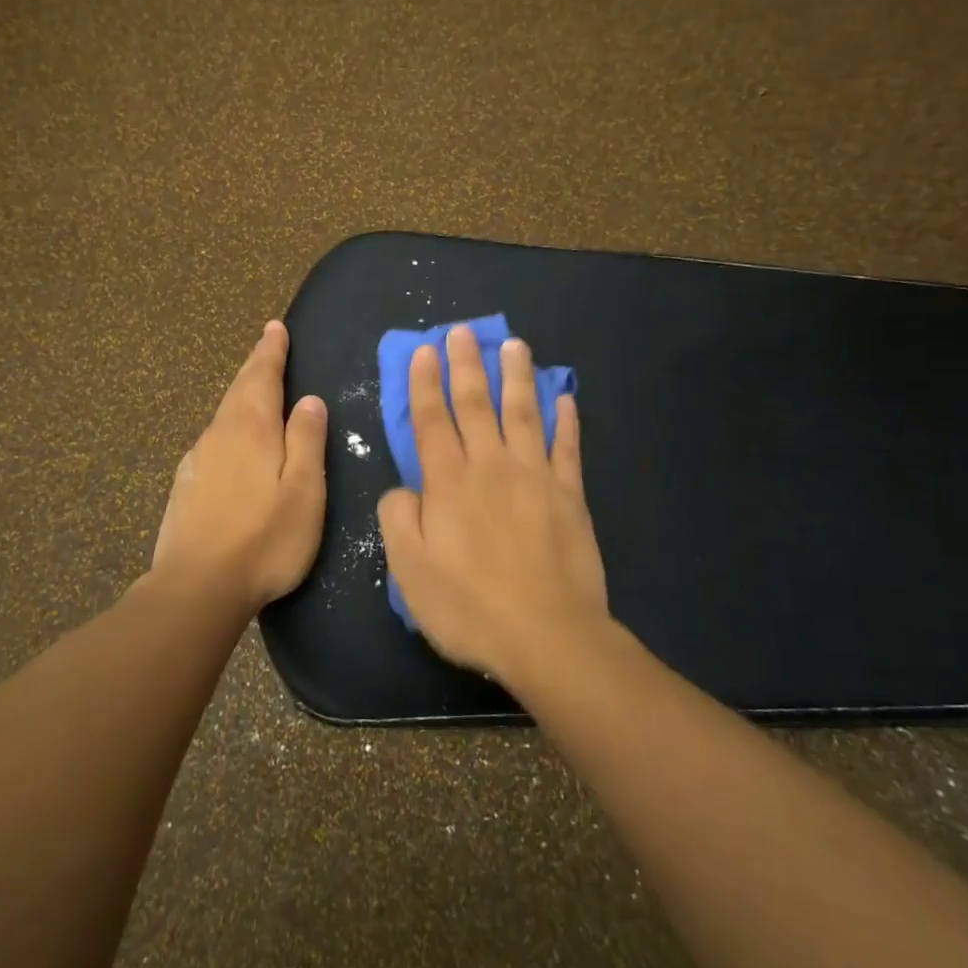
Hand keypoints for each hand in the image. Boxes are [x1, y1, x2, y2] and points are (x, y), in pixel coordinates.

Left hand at [152, 321, 327, 611]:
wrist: (197, 587)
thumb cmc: (264, 539)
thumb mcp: (304, 490)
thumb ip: (307, 441)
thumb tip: (310, 400)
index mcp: (252, 429)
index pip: (262, 377)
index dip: (270, 351)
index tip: (274, 328)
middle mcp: (219, 435)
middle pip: (238, 390)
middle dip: (254, 366)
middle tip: (266, 344)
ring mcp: (197, 461)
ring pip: (222, 416)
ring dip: (240, 395)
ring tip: (253, 387)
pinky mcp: (185, 487)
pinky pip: (212, 441)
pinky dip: (227, 427)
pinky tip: (230, 442)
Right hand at [377, 323, 609, 688]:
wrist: (547, 636)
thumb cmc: (469, 608)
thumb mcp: (409, 571)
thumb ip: (398, 520)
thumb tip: (403, 488)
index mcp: (448, 483)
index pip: (432, 421)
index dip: (424, 384)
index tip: (423, 351)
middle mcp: (491, 467)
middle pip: (476, 405)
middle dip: (465, 365)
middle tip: (462, 331)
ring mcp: (535, 477)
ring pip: (523, 413)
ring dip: (516, 376)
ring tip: (513, 345)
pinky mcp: (570, 495)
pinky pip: (567, 447)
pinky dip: (566, 420)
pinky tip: (564, 396)